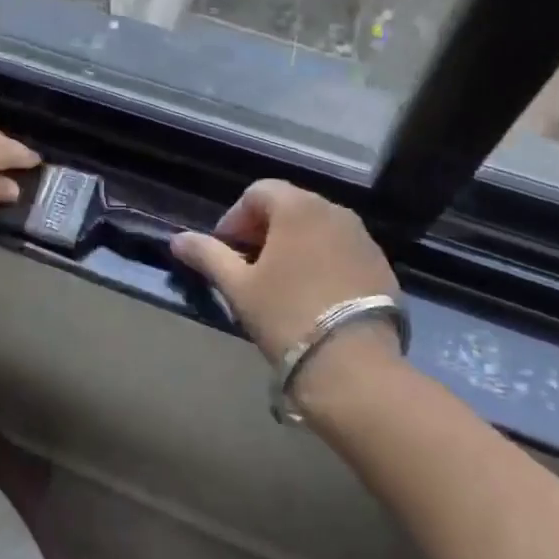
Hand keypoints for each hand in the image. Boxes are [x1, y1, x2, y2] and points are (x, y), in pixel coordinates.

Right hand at [171, 180, 396, 365]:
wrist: (353, 365)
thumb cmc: (286, 315)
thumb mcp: (238, 286)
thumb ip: (207, 255)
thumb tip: (177, 239)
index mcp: (298, 207)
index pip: (258, 192)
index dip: (234, 218)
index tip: (224, 252)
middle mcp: (334, 211)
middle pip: (289, 206)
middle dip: (263, 230)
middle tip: (247, 267)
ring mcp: (363, 238)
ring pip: (317, 229)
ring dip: (293, 245)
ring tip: (279, 283)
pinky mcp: (381, 265)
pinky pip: (341, 250)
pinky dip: (321, 261)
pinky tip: (312, 296)